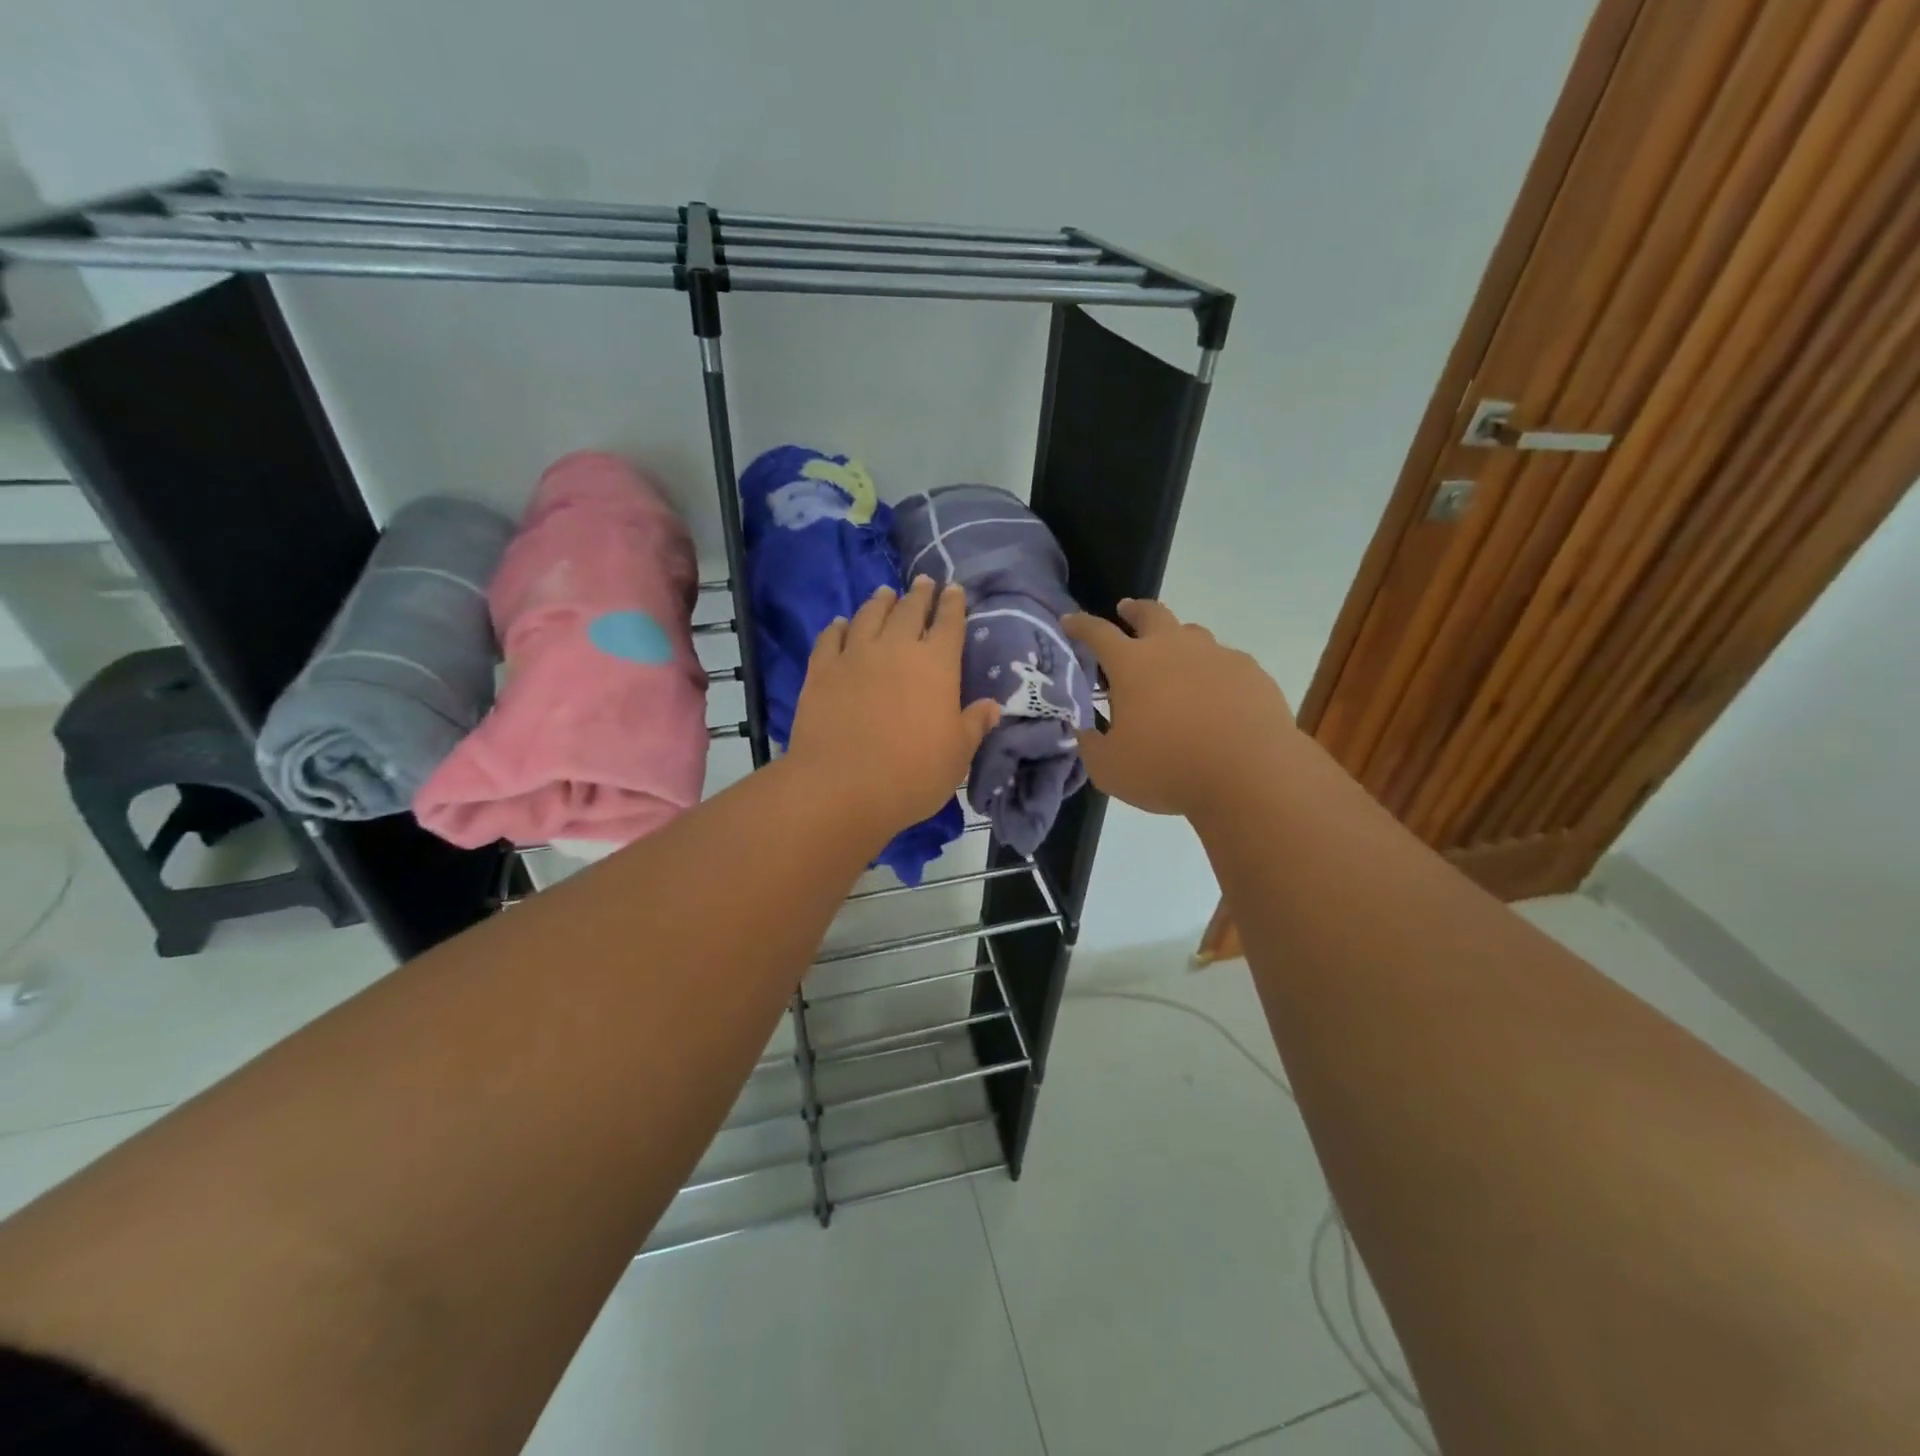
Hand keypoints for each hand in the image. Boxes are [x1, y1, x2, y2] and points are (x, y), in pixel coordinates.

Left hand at [787, 577, 1001, 837]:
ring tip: (885, 593)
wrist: (841, 788)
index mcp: (936, 664)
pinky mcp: (820, 671)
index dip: (953, 604)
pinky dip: (837, 627)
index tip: (954, 590)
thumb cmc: (912, 774)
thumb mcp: (957, 755)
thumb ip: (974, 725)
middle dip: (920, 594)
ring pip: (869, 616)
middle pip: (909, 610)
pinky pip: (830, 638)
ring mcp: (854, 656)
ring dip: (880, 602)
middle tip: (923, 582)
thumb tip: (992, 706)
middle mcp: (895, 648)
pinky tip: (840, 623)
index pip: (949, 623)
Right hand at [1064, 599, 1297, 817]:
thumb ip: (1092, 746)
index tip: (1070, 621)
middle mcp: (1174, 648)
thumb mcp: (1110, 769)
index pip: (1097, 633)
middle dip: (1134, 610)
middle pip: (1151, 613)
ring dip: (1177, 639)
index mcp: (1132, 665)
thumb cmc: (1167, 768)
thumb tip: (1087, 733)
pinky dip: (1212, 671)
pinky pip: (1226, 662)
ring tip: (1174, 659)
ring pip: (1193, 633)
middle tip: (1126, 612)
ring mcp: (1217, 656)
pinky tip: (1215, 695)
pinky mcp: (1251, 673)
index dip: (1080, 626)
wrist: (1250, 774)